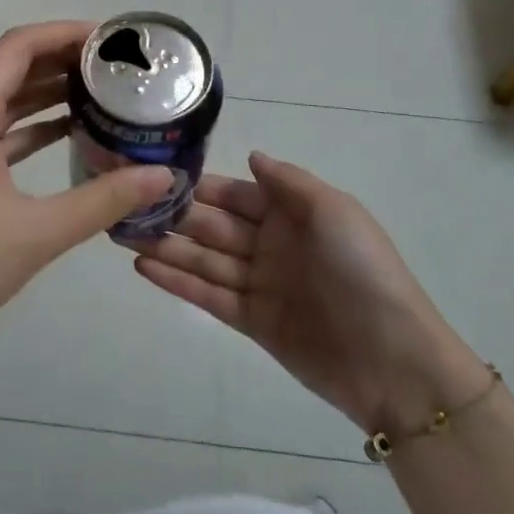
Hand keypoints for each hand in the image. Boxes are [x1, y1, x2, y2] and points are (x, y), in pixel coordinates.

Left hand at [0, 22, 174, 361]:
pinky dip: (26, 128)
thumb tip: (163, 176)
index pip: (17, 47)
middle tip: (114, 66)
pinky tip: (65, 134)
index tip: (109, 38)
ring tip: (99, 93)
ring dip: (44, 94)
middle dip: (60, 61)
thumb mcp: (38, 233)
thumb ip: (104, 199)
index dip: (63, 33)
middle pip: (8, 69)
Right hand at [131, 153, 484, 433]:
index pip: (234, 194)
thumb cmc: (363, 270)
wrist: (392, 358)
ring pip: (204, 260)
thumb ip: (288, 182)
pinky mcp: (253, 322)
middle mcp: (271, 244)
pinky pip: (209, 295)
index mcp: (292, 214)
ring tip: (121, 235)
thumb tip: (251, 155)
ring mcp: (261, 284)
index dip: (198, 187)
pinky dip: (177, 282)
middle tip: (123, 206)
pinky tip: (143, 268)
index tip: (155, 175)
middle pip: (212, 226)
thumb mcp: (333, 210)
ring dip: (165, 248)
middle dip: (172, 216)